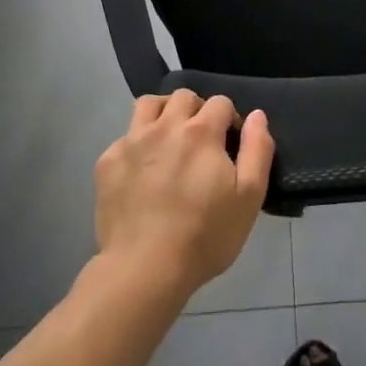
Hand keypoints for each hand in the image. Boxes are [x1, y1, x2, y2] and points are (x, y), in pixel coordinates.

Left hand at [93, 90, 274, 297]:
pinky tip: (142, 171)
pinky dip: (138, 145)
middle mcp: (165, 126)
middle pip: (183, 96)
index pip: (220, 102)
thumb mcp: (249, 197)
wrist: (145, 269)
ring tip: (169, 140)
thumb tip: (256, 115)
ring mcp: (131, 142)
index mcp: (201, 132)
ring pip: (148, 105)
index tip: (229, 146)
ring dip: (163, 113)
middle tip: (201, 142)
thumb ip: (257, 150)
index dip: (229, 120)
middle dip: (197, 110)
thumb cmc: (205, 235)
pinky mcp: (107, 162)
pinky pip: (125, 137)